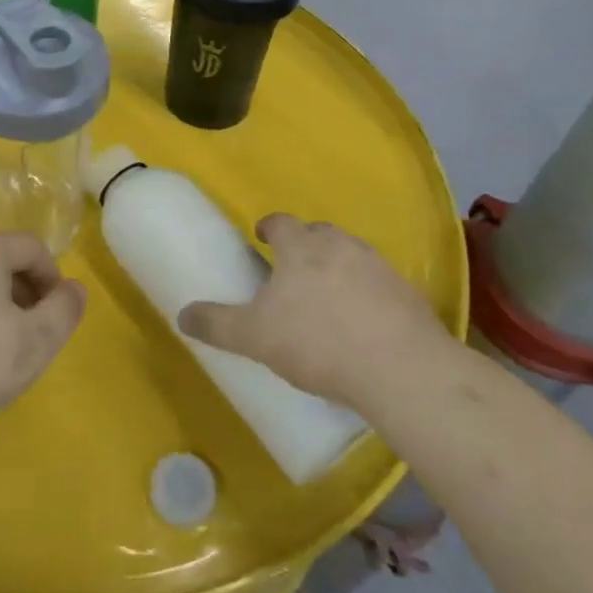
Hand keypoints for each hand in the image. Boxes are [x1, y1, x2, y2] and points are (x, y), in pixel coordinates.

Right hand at [177, 214, 447, 408]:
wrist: (401, 370)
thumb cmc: (318, 342)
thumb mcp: (254, 336)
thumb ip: (216, 324)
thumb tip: (183, 315)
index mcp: (302, 247)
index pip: (281, 222)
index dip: (269, 227)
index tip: (262, 238)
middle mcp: (342, 246)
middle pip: (319, 233)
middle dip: (305, 246)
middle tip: (292, 271)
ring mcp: (380, 268)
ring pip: (352, 256)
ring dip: (338, 269)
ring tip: (328, 299)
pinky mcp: (409, 295)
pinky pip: (380, 286)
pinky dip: (368, 296)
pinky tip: (363, 325)